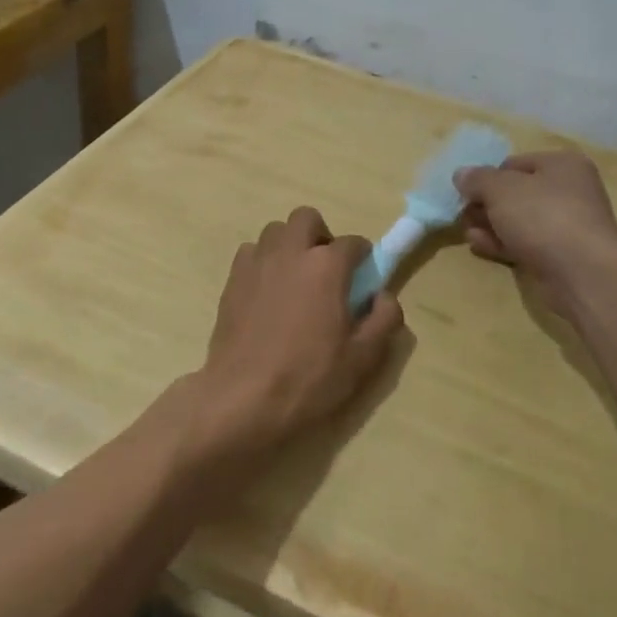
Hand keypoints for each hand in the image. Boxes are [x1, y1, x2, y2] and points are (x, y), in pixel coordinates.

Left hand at [181, 208, 403, 461]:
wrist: (244, 397)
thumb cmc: (309, 378)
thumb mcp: (363, 357)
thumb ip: (384, 319)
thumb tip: (384, 296)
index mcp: (326, 266)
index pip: (353, 243)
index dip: (362, 258)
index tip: (363, 280)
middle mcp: (290, 252)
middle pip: (307, 219)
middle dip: (321, 236)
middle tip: (326, 271)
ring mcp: (257, 262)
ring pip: (276, 231)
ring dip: (290, 246)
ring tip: (295, 280)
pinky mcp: (232, 279)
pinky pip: (252, 252)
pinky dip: (264, 261)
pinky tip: (268, 292)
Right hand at [454, 150, 616, 307]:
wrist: (582, 272)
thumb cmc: (542, 216)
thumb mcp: (500, 189)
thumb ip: (477, 179)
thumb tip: (461, 174)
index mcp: (562, 164)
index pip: (514, 164)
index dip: (487, 177)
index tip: (466, 193)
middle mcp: (569, 191)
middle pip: (516, 193)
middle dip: (487, 204)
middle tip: (463, 214)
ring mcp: (567, 225)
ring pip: (519, 221)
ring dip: (491, 225)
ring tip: (466, 232)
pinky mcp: (561, 255)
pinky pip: (525, 243)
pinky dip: (502, 243)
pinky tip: (479, 246)